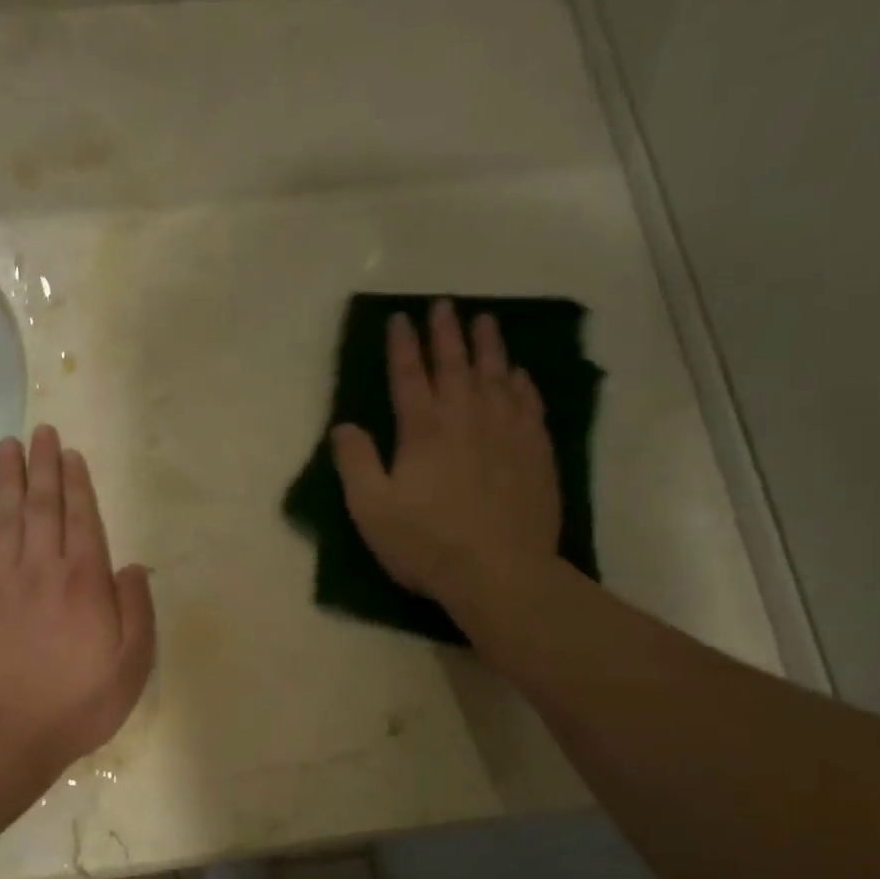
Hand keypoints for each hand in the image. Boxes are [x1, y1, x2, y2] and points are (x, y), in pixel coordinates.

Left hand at [0, 425, 155, 780]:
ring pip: (5, 516)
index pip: (82, 519)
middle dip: (43, 466)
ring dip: (8, 478)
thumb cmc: (77, 704)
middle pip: (42, 506)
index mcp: (85, 582)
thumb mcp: (131, 666)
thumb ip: (137, 611)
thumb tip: (130, 566)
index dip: (77, 484)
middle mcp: (41, 569)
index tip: (71, 454)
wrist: (4, 736)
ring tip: (9, 446)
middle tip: (41, 432)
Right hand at [332, 300, 560, 604]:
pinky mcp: (535, 451)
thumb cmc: (426, 543)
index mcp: (423, 430)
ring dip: (488, 345)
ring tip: (484, 321)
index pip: (408, 375)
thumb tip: (344, 426)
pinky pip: (528, 402)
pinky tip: (518, 373)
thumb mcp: (371, 509)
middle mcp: (467, 417)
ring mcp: (507, 432)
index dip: (402, 345)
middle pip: (456, 364)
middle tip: (443, 305)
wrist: (500, 572)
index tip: (399, 319)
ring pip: (497, 375)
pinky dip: (521, 382)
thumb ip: (355, 463)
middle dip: (446, 332)